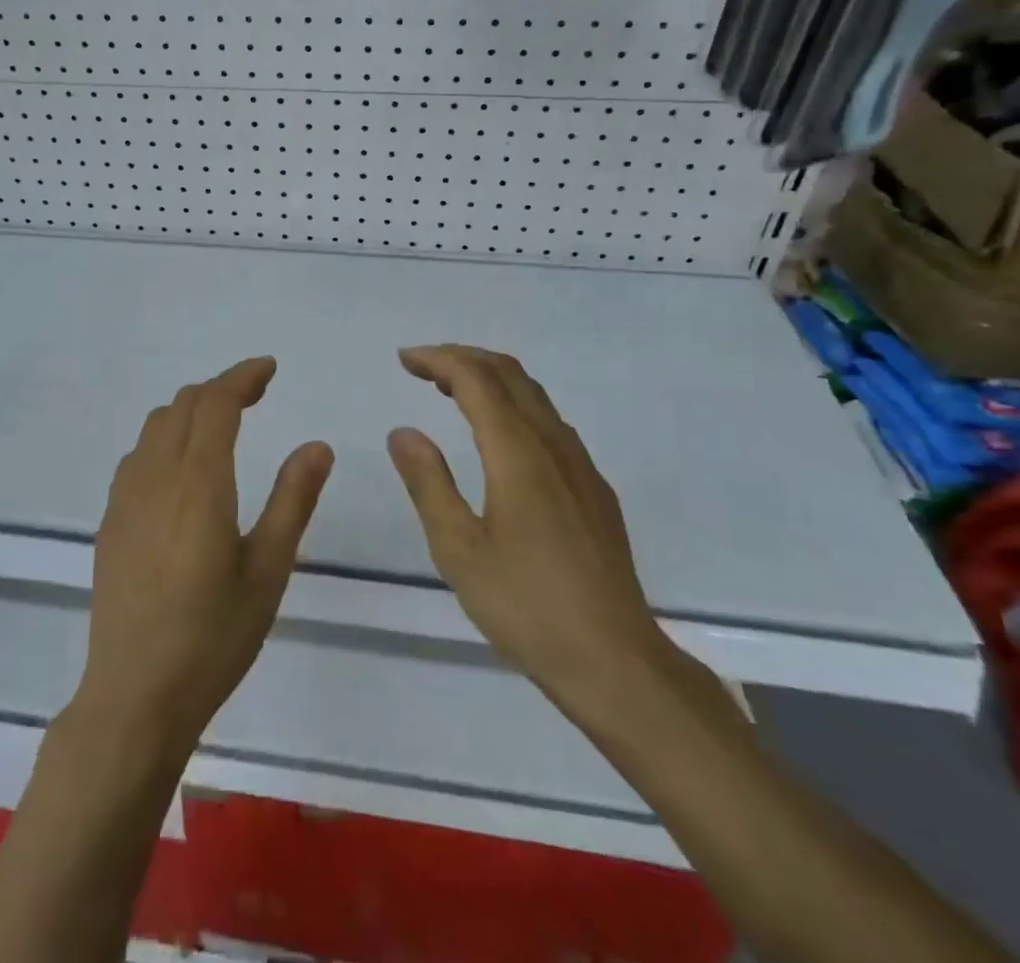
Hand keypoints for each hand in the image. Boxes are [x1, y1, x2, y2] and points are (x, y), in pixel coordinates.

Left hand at [70, 356, 333, 764]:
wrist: (134, 696)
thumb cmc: (213, 637)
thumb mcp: (268, 571)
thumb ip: (292, 500)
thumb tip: (318, 445)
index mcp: (198, 483)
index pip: (216, 404)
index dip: (242, 377)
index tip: (269, 368)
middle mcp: (155, 476)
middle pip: (182, 405)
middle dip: (220, 388)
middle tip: (256, 394)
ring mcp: (125, 498)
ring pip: (155, 426)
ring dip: (190, 410)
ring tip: (222, 422)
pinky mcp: (111, 520)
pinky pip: (138, 455)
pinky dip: (166, 438)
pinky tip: (183, 467)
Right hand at [386, 344, 668, 719]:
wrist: (616, 662)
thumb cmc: (526, 606)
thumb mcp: (458, 549)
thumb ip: (428, 483)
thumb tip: (403, 431)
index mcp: (518, 453)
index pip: (475, 379)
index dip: (438, 359)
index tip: (404, 360)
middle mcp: (553, 446)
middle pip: (509, 374)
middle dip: (463, 358)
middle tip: (422, 367)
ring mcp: (581, 466)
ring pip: (534, 396)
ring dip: (490, 379)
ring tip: (451, 392)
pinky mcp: (594, 490)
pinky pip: (550, 423)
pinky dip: (514, 406)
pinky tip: (499, 440)